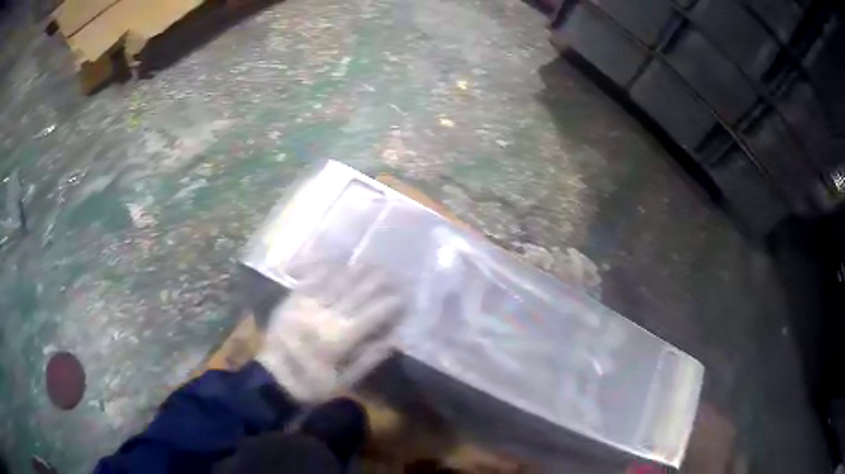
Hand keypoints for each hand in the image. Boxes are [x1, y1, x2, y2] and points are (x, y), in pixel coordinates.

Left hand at [257, 264, 405, 402]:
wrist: (273, 377)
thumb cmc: (312, 384)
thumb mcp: (345, 381)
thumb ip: (370, 358)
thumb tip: (396, 339)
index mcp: (338, 338)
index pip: (371, 314)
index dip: (389, 304)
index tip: (403, 297)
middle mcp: (324, 315)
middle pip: (355, 293)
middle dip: (376, 282)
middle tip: (392, 273)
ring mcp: (306, 304)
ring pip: (335, 281)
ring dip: (355, 271)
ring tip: (371, 264)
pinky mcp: (292, 299)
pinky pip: (311, 279)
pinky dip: (327, 268)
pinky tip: (338, 261)